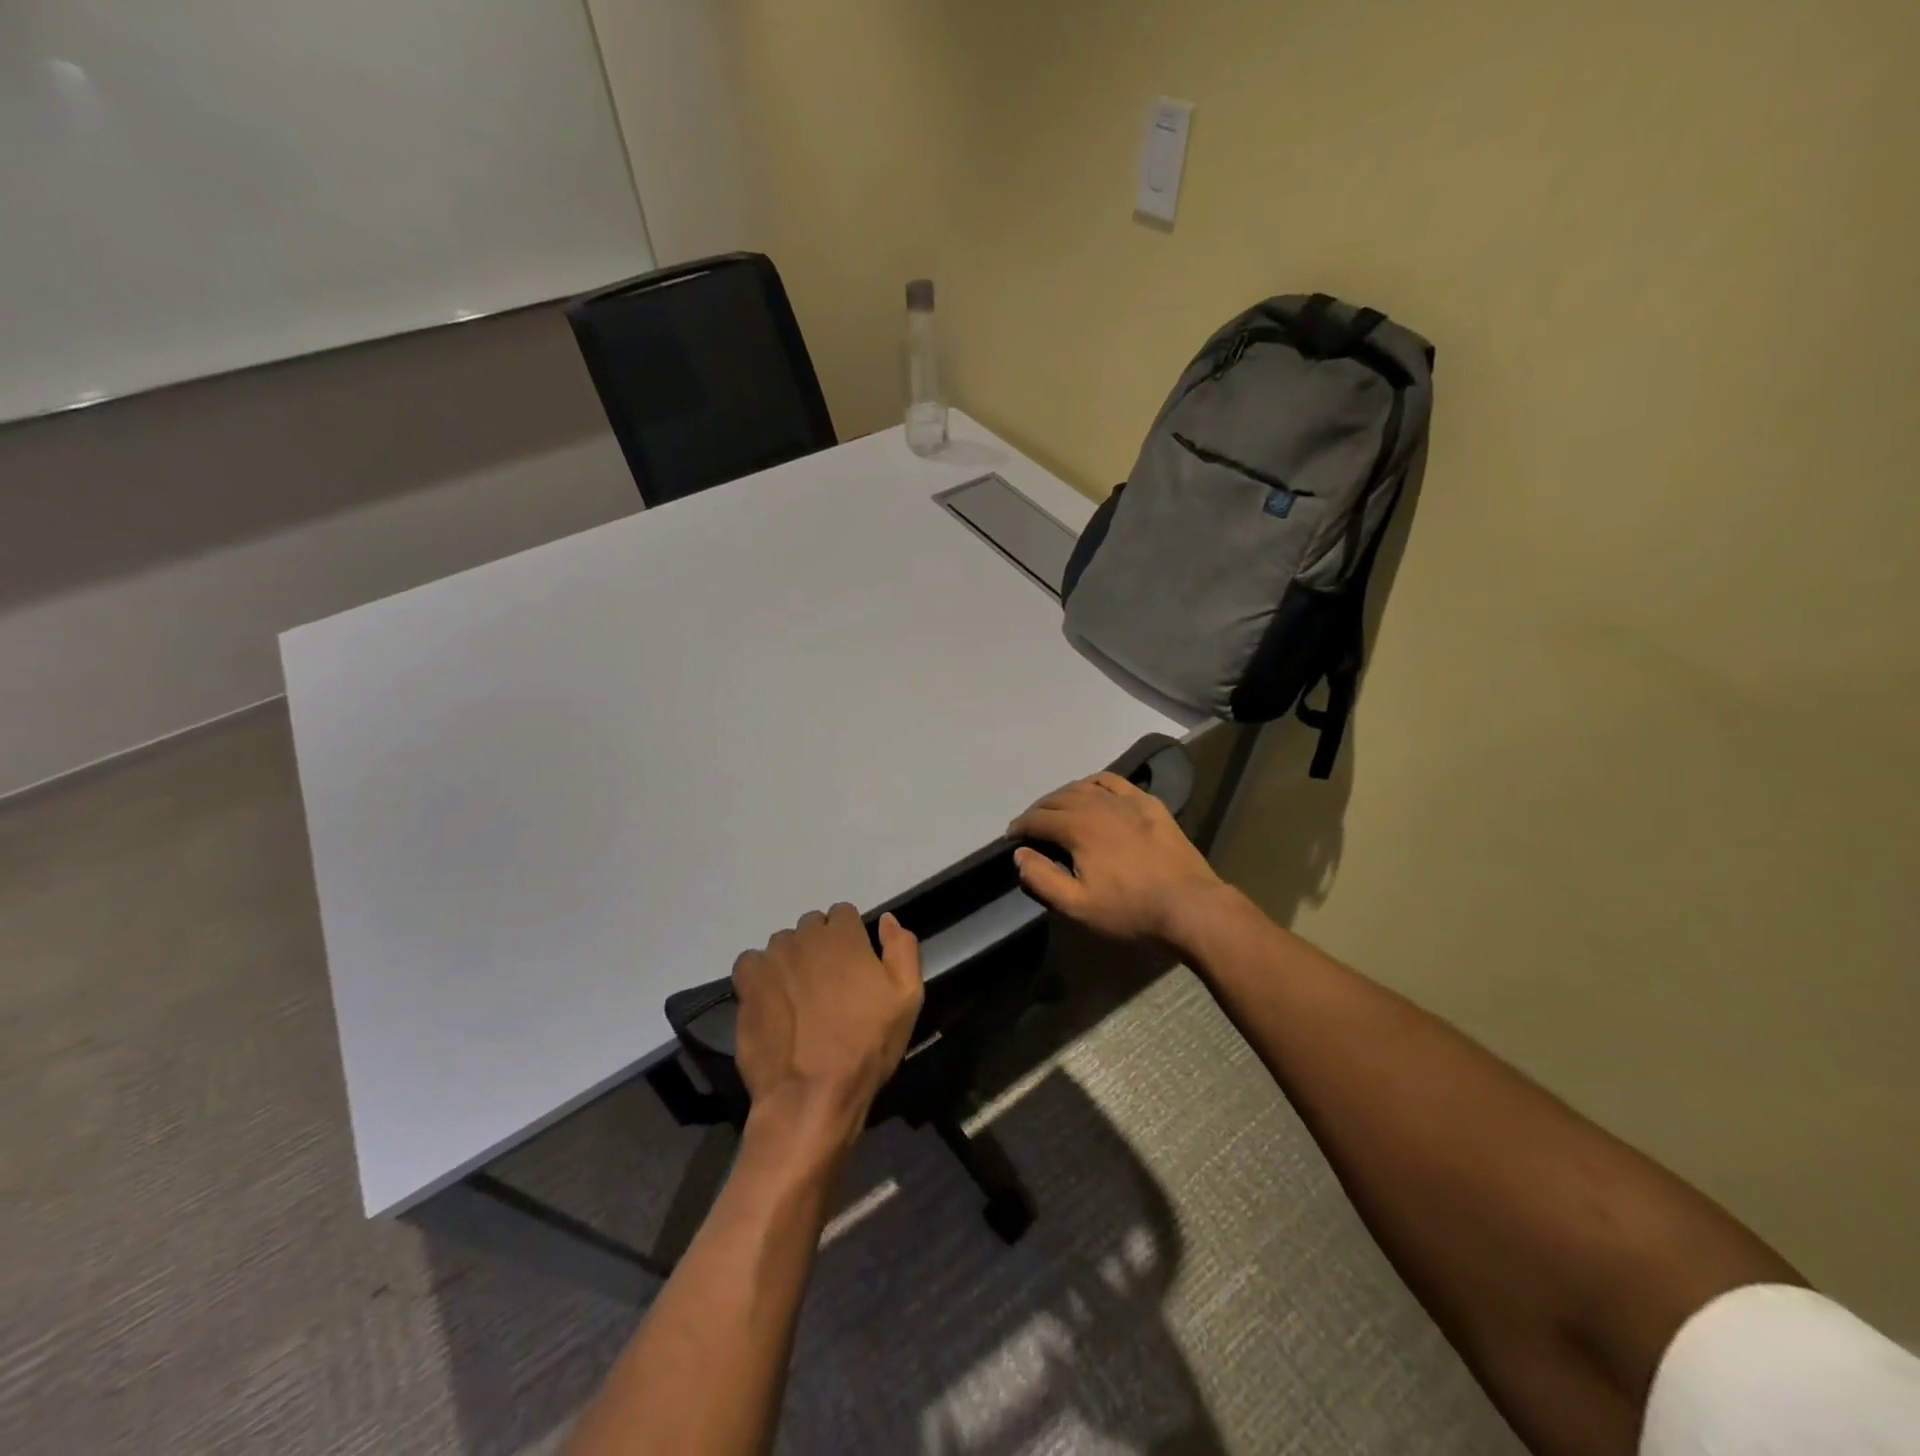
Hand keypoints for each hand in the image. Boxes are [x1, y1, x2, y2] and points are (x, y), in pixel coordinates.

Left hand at [731, 904, 923, 1139]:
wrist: (812, 1095)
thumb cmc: (867, 1046)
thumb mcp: (907, 998)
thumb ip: (902, 949)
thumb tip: (887, 919)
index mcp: (844, 936)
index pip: (843, 914)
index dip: (850, 937)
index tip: (854, 965)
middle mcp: (804, 938)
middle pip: (811, 926)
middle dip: (820, 946)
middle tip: (829, 984)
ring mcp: (772, 960)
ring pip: (782, 944)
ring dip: (792, 960)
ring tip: (799, 996)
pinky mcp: (747, 985)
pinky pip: (751, 963)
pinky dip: (760, 974)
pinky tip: (771, 1000)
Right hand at [1009, 772, 1225, 944]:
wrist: (1190, 906)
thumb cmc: (1129, 910)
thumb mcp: (1077, 906)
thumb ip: (1042, 878)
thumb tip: (1020, 854)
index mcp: (1077, 827)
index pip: (1037, 819)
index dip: (1020, 827)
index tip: (1012, 838)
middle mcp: (1098, 804)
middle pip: (1057, 798)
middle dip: (1038, 811)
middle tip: (1031, 827)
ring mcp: (1127, 800)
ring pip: (1084, 787)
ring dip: (1063, 796)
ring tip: (1056, 810)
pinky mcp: (1149, 803)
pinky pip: (1114, 782)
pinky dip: (1094, 784)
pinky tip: (1093, 793)